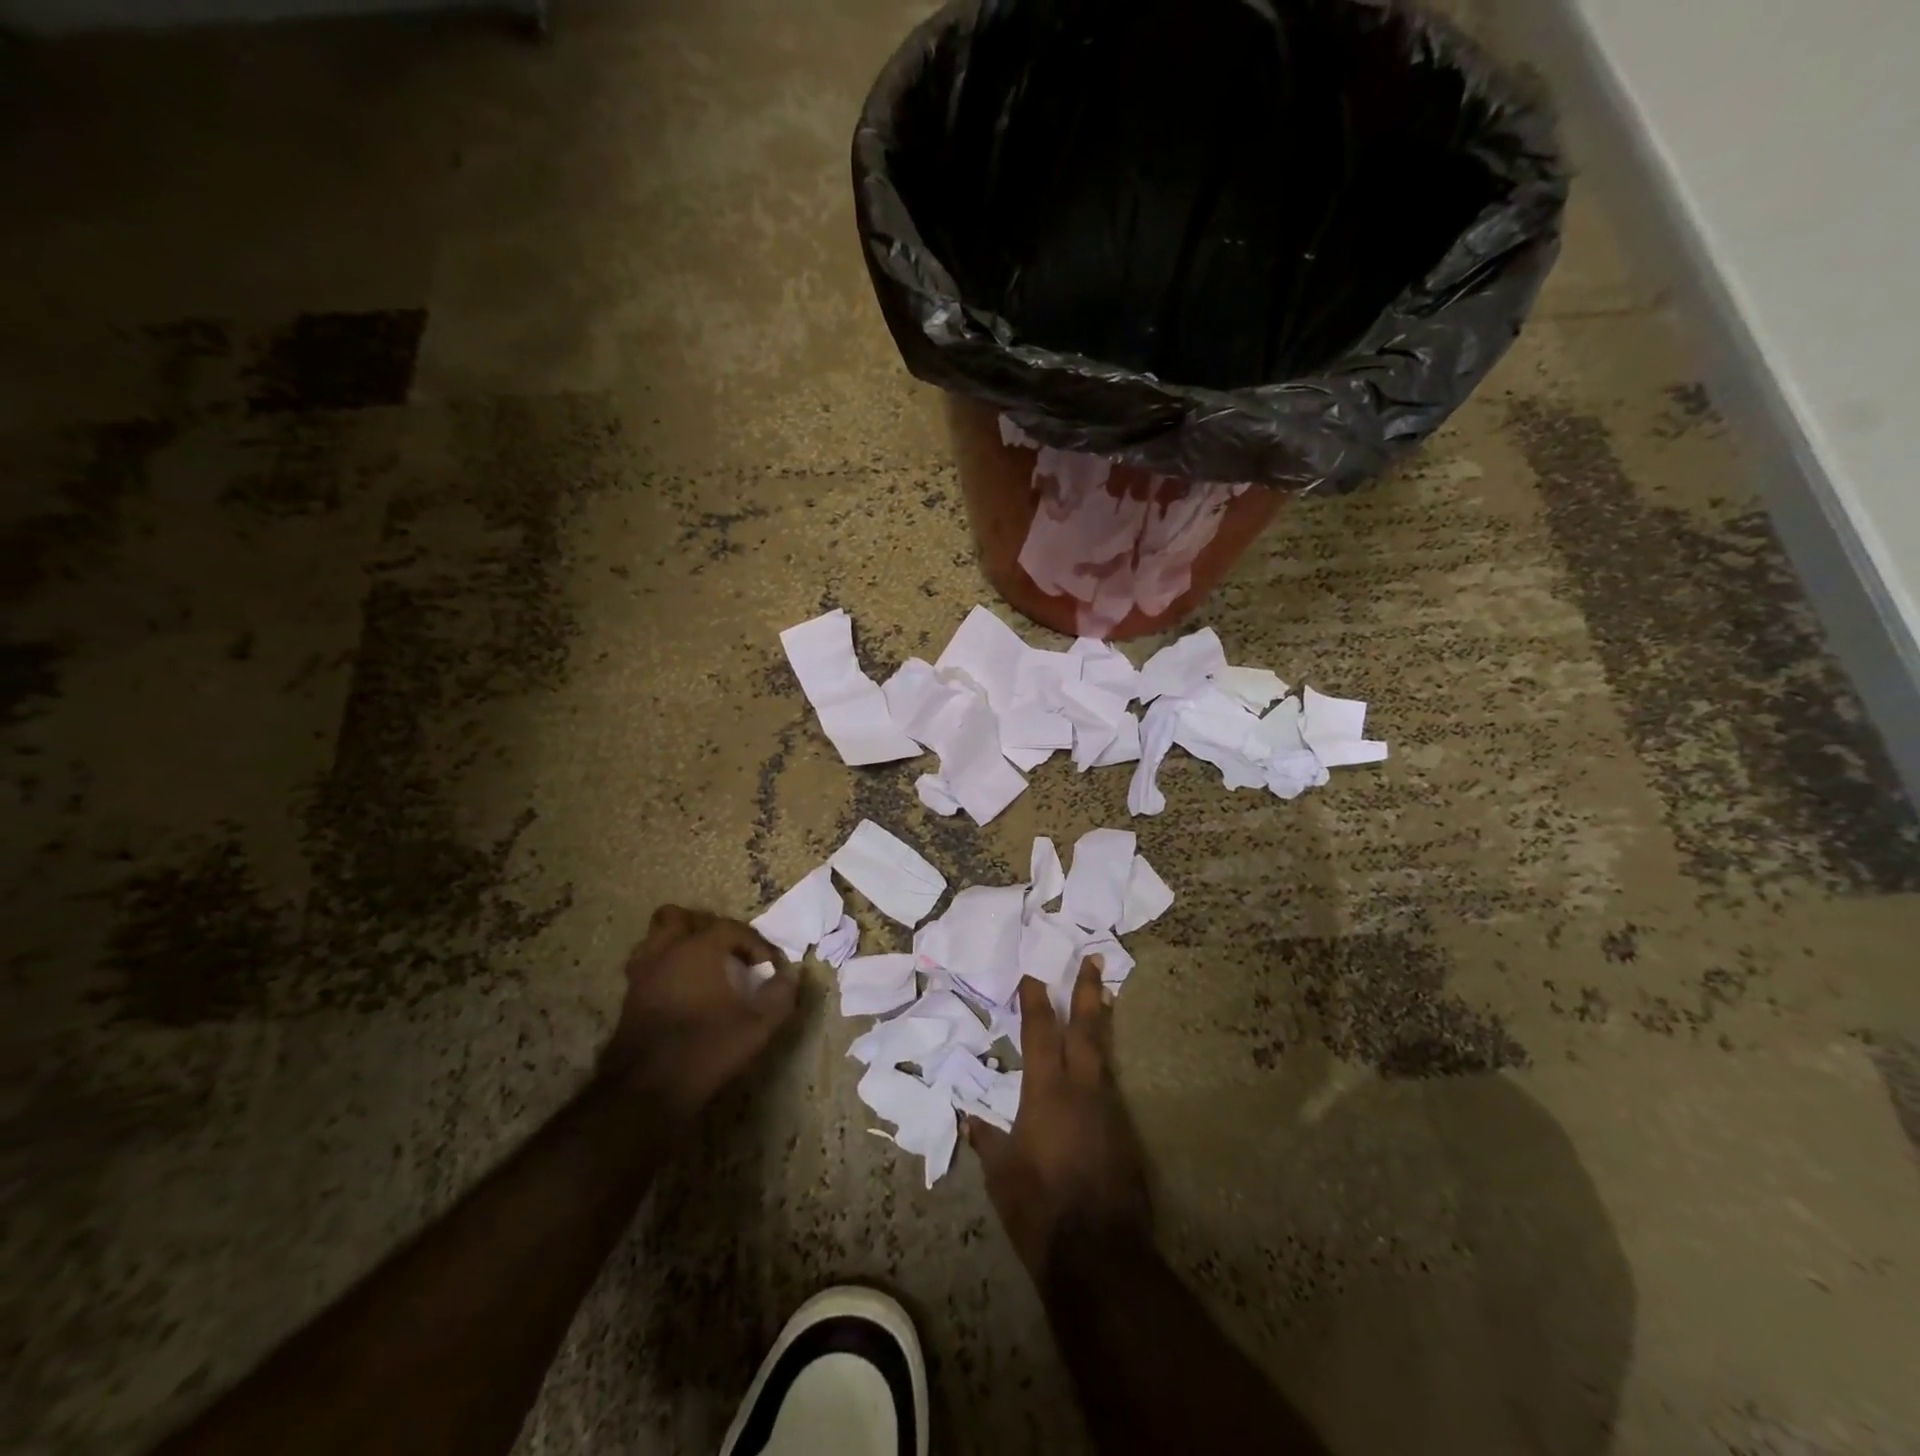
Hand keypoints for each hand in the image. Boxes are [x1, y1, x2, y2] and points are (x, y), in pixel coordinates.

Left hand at [599, 905, 799, 1115]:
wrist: (645, 1089)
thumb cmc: (706, 1048)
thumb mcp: (757, 1026)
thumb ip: (780, 996)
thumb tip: (791, 976)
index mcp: (699, 949)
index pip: (733, 928)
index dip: (756, 944)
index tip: (770, 966)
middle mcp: (667, 950)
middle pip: (681, 918)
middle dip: (706, 928)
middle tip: (728, 952)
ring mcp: (642, 972)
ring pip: (657, 937)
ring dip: (679, 943)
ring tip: (702, 965)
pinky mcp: (629, 996)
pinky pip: (647, 964)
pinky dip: (665, 966)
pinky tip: (682, 989)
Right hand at [967, 958, 1151, 1275]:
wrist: (1098, 1254)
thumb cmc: (1038, 1207)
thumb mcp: (1001, 1174)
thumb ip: (986, 1140)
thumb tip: (968, 1120)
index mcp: (1046, 1091)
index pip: (1040, 1031)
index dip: (1036, 999)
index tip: (1034, 972)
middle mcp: (1081, 1089)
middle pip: (1086, 1028)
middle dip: (1088, 991)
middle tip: (1097, 958)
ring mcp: (1108, 1109)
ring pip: (1102, 1054)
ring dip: (1100, 1024)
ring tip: (1104, 1000)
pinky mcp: (1124, 1133)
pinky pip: (1109, 1087)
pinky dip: (1101, 1068)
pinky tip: (1094, 1073)